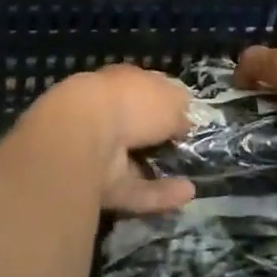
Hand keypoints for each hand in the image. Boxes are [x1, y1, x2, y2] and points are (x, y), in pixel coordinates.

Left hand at [18, 65, 196, 214]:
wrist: (83, 136)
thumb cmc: (130, 103)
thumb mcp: (168, 97)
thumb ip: (179, 107)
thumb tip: (185, 119)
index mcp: (119, 83)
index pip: (144, 87)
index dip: (166, 98)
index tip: (187, 112)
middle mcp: (107, 114)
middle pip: (136, 126)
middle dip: (158, 136)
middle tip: (187, 145)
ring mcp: (100, 151)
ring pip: (134, 161)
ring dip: (160, 168)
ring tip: (193, 174)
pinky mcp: (101, 186)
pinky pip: (136, 189)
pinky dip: (160, 193)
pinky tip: (188, 194)